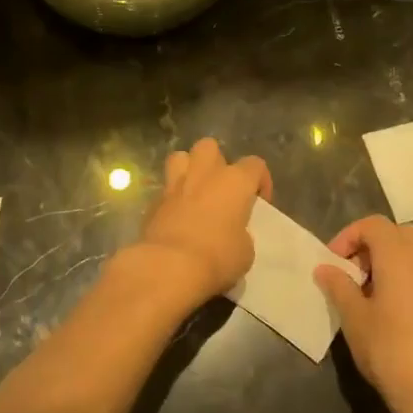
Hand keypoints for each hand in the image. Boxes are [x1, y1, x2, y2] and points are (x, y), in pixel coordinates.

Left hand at [134, 138, 270, 309]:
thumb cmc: (217, 257)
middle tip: (221, 189)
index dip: (260, 181)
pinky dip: (171, 198)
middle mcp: (204, 174)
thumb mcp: (245, 252)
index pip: (255, 164)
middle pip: (210, 147)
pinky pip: (165, 189)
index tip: (259, 203)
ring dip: (188, 169)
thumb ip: (241, 233)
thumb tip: (232, 232)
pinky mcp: (153, 201)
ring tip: (194, 191)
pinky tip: (176, 216)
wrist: (169, 266)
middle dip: (216, 162)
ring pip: (180, 157)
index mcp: (235, 181)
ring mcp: (175, 184)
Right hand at [314, 215, 412, 412]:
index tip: (333, 262)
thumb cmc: (390, 351)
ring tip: (371, 294)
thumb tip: (325, 268)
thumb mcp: (354, 318)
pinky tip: (396, 314)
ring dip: (392, 262)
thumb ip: (338, 286)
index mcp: (400, 257)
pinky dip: (409, 281)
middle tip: (353, 272)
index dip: (349, 236)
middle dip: (373, 245)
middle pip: (399, 234)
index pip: (373, 225)